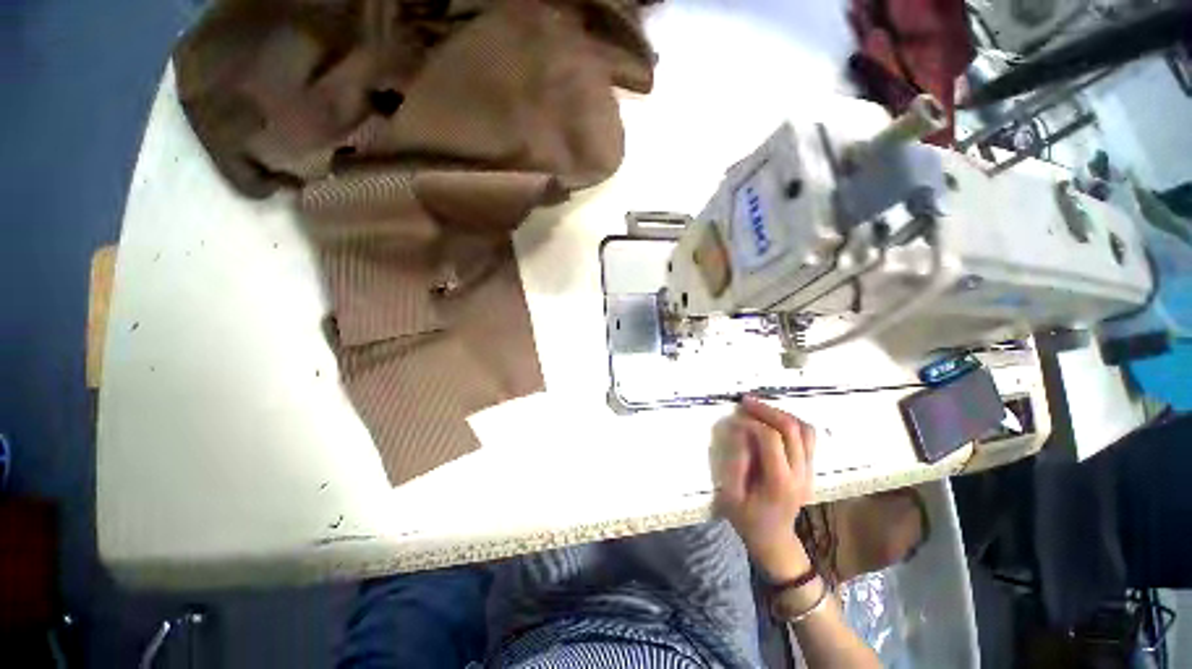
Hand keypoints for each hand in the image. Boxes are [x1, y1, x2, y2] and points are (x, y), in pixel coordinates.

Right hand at [714, 396, 816, 580]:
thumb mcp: (732, 494)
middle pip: (792, 429)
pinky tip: (773, 422)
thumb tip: (739, 431)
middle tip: (746, 401)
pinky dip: (791, 423)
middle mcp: (800, 474)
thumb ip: (737, 460)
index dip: (750, 423)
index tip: (734, 421)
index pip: (771, 439)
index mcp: (780, 482)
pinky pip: (808, 437)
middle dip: (767, 410)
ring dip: (782, 414)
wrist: (773, 539)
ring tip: (761, 409)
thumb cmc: (747, 518)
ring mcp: (809, 472)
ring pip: (806, 430)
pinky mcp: (810, 469)